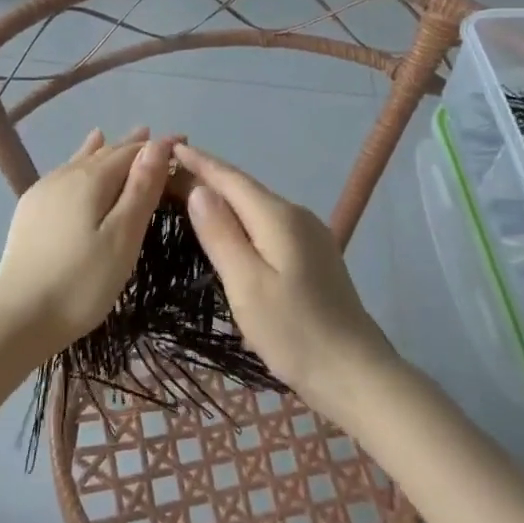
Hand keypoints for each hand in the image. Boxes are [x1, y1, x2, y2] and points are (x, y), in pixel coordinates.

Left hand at [0, 128, 175, 357]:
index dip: (157, 146)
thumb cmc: (81, 282)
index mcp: (91, 179)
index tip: (183, 142)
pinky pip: (64, 173)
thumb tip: (157, 143)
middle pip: (106, 153)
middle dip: (135, 147)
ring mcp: (43, 191)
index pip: (131, 152)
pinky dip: (82, 161)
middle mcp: (65, 175)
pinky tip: (79, 161)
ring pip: (83, 161)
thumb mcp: (122, 237)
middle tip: (161, 142)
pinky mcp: (30, 210)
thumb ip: (141, 189)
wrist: (18, 317)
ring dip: (108, 151)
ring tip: (126, 138)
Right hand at [176, 143, 398, 416]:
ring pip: (257, 207)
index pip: (230, 179)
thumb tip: (199, 189)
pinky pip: (268, 225)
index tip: (169, 148)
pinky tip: (229, 231)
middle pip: (244, 189)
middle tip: (167, 176)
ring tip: (189, 198)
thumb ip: (221, 234)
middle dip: (207, 178)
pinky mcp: (313, 256)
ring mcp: (309, 236)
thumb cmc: (295, 332)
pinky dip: (242, 219)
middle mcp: (296, 216)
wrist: (356, 374)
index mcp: (278, 217)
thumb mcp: (247, 285)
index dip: (199, 162)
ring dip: (224, 199)